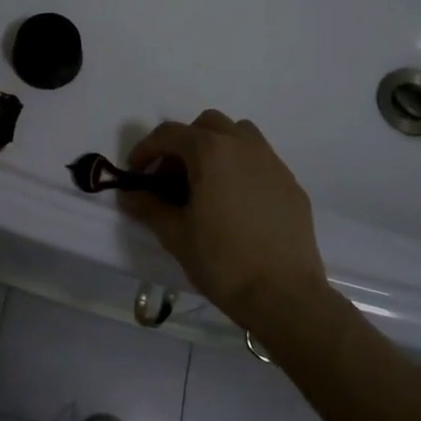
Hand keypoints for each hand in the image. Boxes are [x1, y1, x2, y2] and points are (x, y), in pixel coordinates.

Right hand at [118, 110, 333, 333]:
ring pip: (239, 135)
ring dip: (216, 148)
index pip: (169, 134)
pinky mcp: (291, 184)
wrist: (284, 295)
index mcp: (211, 151)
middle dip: (184, 144)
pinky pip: (260, 161)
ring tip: (206, 184)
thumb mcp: (175, 235)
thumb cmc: (222, 261)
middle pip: (207, 125)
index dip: (146, 150)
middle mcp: (244, 146)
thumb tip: (129, 195)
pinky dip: (241, 169)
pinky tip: (236, 205)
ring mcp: (272, 163)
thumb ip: (149, 207)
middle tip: (172, 179)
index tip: (135, 174)